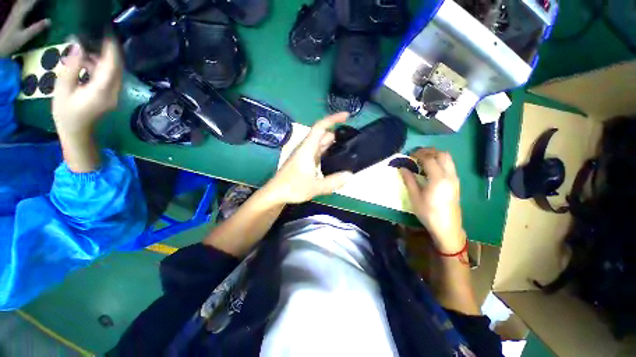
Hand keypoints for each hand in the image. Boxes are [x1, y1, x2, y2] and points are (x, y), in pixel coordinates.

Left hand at [0, 0, 49, 56]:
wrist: (0, 47)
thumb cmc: (12, 43)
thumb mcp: (25, 37)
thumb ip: (36, 29)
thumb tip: (49, 21)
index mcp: (20, 15)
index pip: (31, 3)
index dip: (39, 0)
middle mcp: (16, 11)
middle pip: (26, 1)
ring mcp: (14, 13)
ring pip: (22, 2)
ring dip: (29, 0)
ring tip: (36, 0)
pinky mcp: (13, 16)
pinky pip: (20, 5)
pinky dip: (25, 2)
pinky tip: (27, 3)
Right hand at [52, 38, 122, 139]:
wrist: (77, 133)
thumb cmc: (67, 113)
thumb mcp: (63, 88)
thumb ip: (73, 67)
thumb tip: (79, 47)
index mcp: (102, 90)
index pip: (112, 66)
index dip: (112, 50)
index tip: (108, 35)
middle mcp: (114, 92)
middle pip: (116, 68)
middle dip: (107, 52)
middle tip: (94, 40)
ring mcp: (114, 95)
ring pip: (113, 73)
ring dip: (101, 60)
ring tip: (84, 51)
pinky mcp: (111, 96)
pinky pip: (109, 79)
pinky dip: (100, 69)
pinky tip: (86, 64)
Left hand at [264, 113, 353, 204]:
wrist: (275, 194)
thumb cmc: (291, 187)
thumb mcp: (314, 187)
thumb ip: (333, 182)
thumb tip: (349, 175)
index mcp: (307, 148)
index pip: (320, 127)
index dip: (333, 119)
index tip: (347, 116)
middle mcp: (306, 148)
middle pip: (323, 136)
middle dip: (337, 135)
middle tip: (353, 142)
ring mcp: (305, 155)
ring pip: (321, 145)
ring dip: (333, 145)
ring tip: (348, 151)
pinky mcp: (305, 162)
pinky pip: (319, 153)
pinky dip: (328, 154)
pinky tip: (336, 162)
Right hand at [400, 148, 465, 253]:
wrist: (447, 228)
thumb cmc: (428, 213)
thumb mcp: (415, 197)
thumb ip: (409, 180)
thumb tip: (402, 168)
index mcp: (438, 179)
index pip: (429, 159)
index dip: (418, 154)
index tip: (409, 154)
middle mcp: (449, 175)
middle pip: (442, 154)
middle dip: (429, 151)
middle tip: (416, 154)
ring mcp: (455, 179)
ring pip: (448, 159)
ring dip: (436, 155)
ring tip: (423, 159)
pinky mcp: (456, 183)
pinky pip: (449, 165)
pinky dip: (440, 161)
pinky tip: (431, 169)